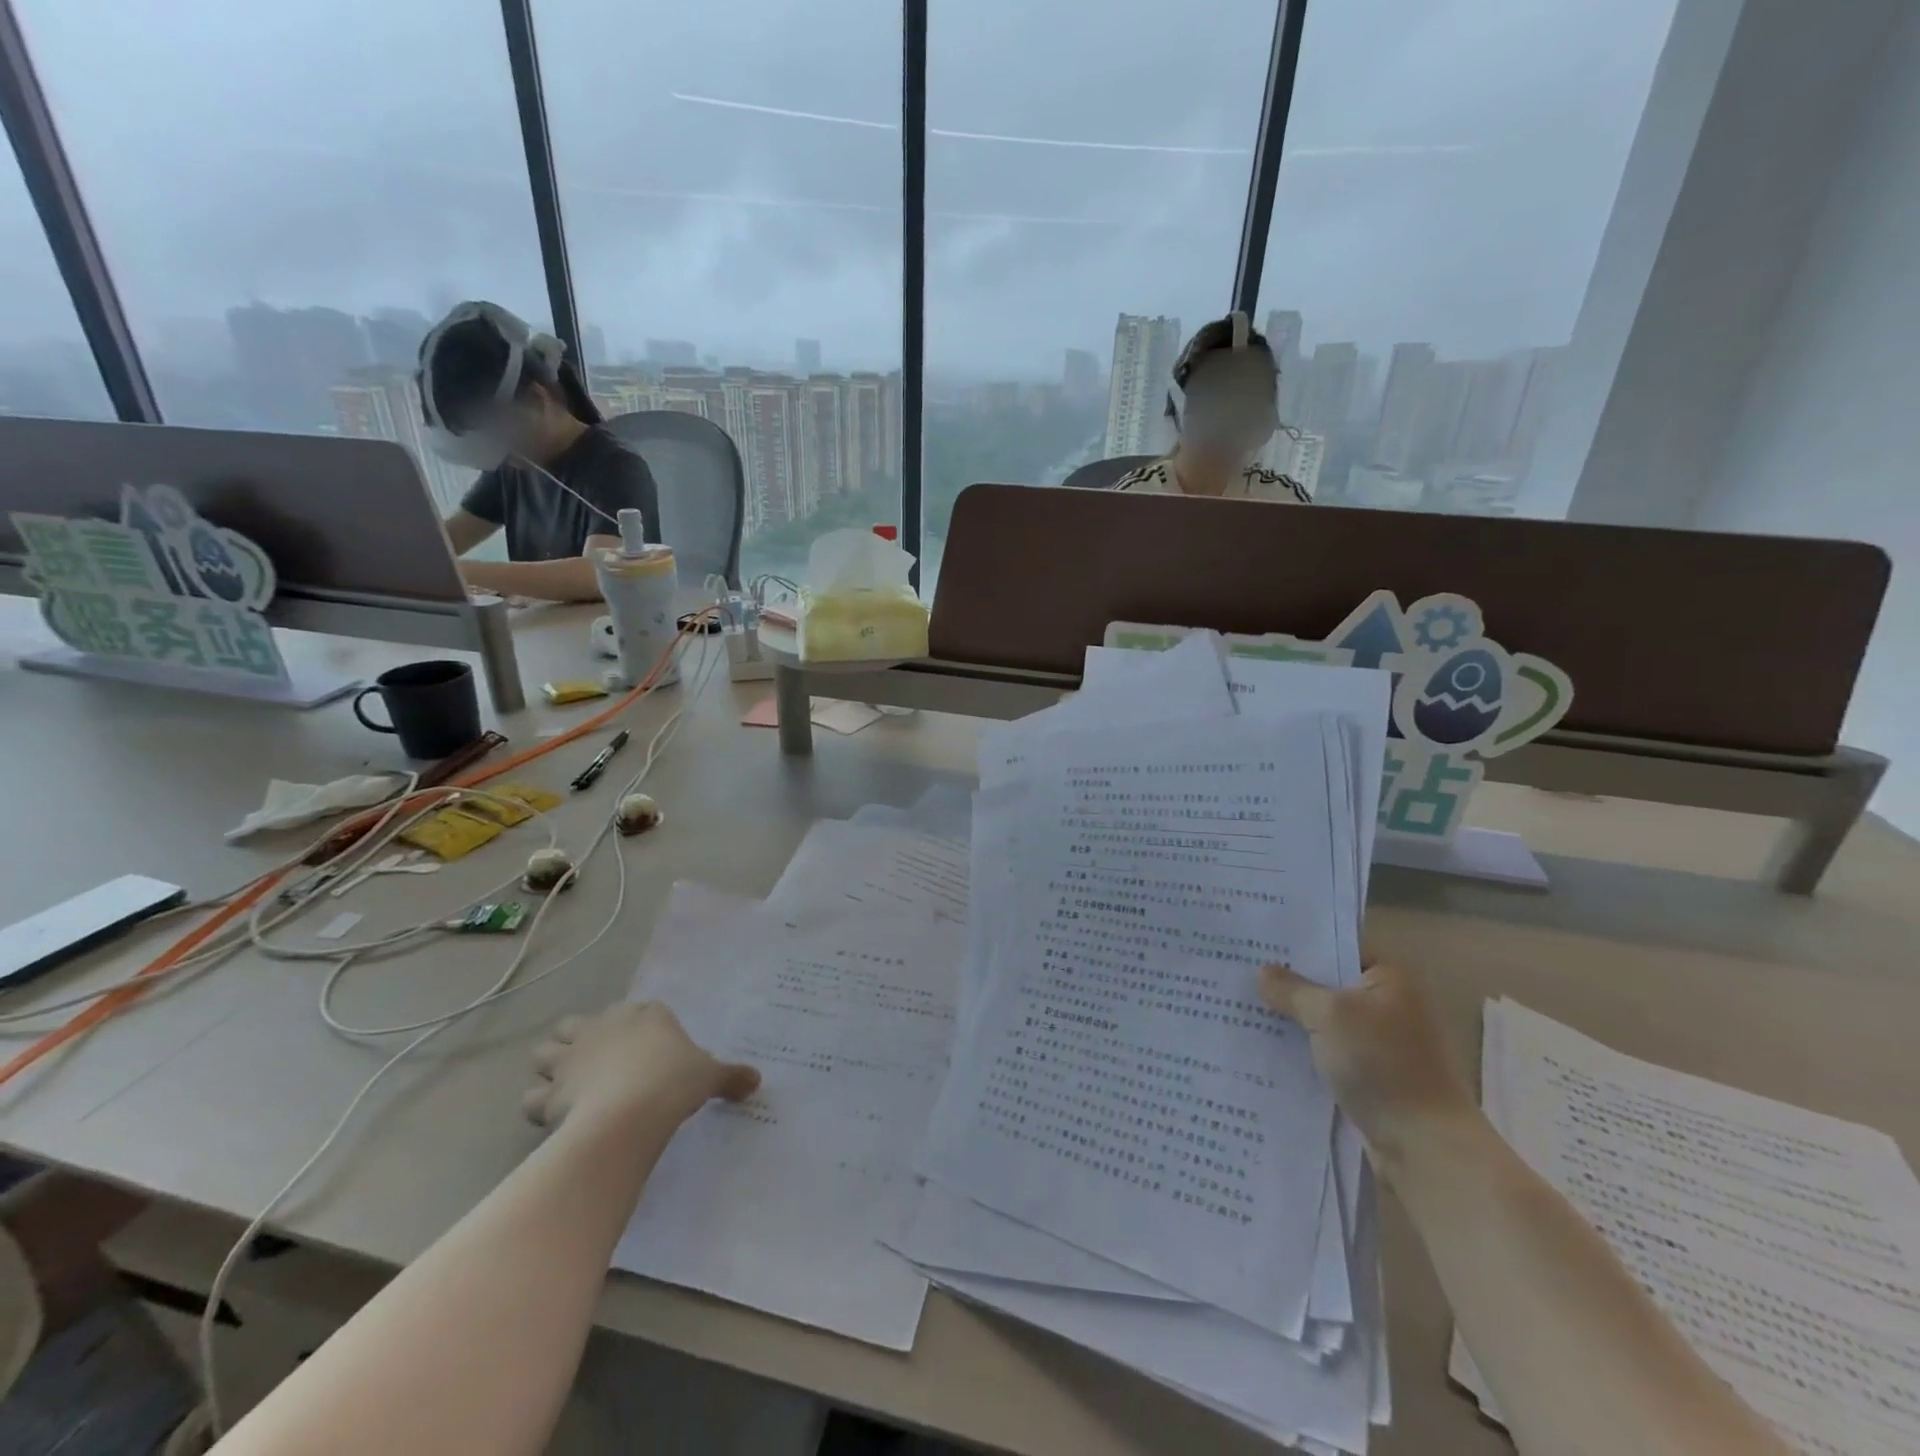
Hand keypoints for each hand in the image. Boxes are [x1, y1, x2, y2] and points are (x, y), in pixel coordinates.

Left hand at [523, 1002, 759, 1133]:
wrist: (631, 1112)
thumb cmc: (675, 1081)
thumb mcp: (710, 1076)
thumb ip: (731, 1076)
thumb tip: (756, 1081)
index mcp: (643, 1014)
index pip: (636, 1011)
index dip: (637, 1029)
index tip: (649, 1051)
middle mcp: (602, 1026)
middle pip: (575, 1024)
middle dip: (578, 1040)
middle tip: (596, 1065)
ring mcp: (570, 1058)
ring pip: (543, 1053)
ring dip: (551, 1068)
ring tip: (568, 1088)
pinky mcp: (550, 1093)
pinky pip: (532, 1098)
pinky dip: (538, 1106)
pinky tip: (554, 1119)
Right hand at [1258, 960, 1477, 1159]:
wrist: (1424, 1147)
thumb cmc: (1382, 1065)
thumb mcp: (1329, 1016)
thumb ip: (1293, 990)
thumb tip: (1263, 972)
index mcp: (1389, 977)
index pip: (1336, 946)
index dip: (1297, 945)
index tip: (1255, 942)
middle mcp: (1388, 1003)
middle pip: (1327, 983)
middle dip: (1287, 982)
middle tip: (1238, 971)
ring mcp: (1380, 1041)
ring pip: (1324, 1019)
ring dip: (1292, 1018)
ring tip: (1241, 1006)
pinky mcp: (1370, 1073)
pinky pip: (1328, 1049)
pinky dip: (1302, 1048)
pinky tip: (1264, 1045)